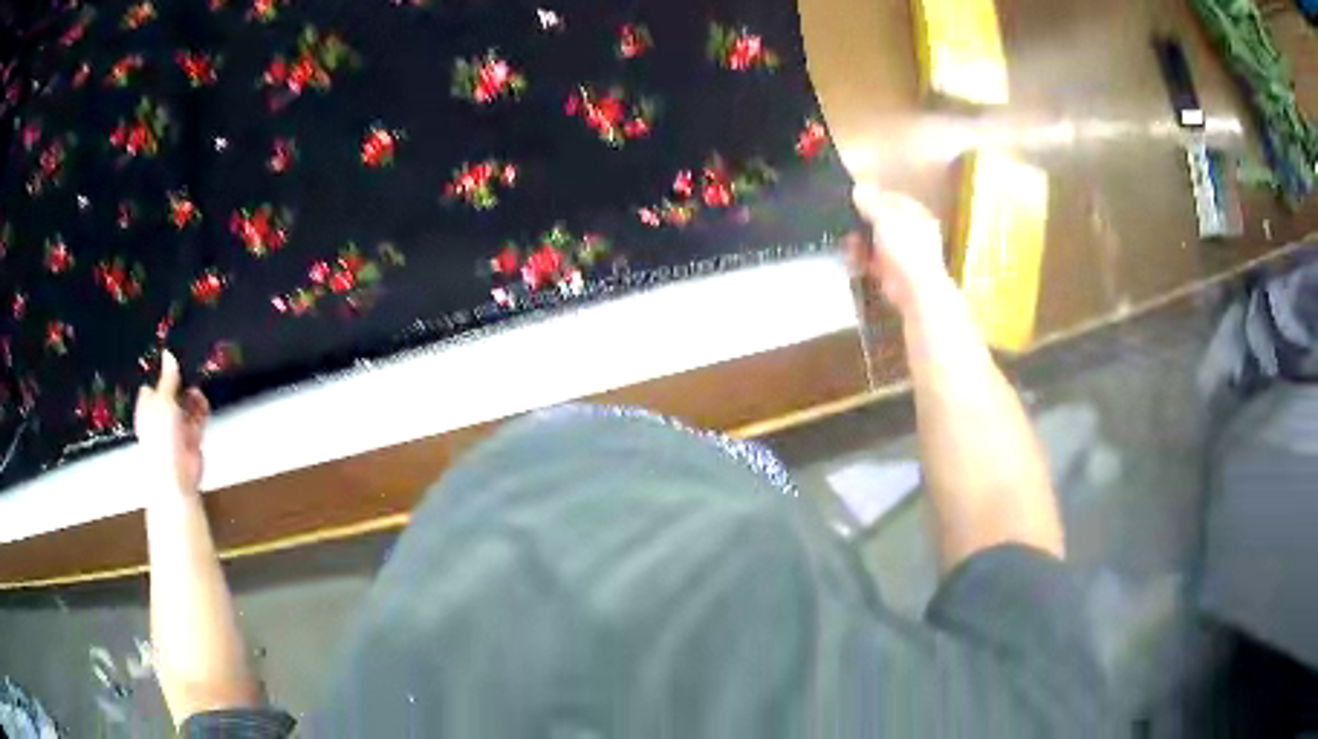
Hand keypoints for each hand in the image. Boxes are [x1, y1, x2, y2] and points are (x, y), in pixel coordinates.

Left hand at [135, 350, 210, 495]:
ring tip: (196, 389)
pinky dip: (201, 408)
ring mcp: (177, 427)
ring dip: (192, 395)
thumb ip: (168, 377)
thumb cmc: (161, 437)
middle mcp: (161, 415)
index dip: (160, 372)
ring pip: (186, 403)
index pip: (152, 384)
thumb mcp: (163, 400)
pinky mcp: (192, 436)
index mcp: (147, 407)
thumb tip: (168, 354)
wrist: (176, 475)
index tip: (171, 357)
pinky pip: (198, 416)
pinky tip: (202, 402)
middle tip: (188, 368)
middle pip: (171, 392)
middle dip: (179, 382)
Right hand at [846, 183, 953, 314]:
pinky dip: (860, 258)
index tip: (853, 199)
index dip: (872, 197)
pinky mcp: (890, 271)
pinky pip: (871, 259)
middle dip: (862, 220)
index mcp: (916, 214)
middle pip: (881, 220)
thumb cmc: (906, 248)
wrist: (915, 289)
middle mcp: (911, 232)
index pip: (891, 199)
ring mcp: (901, 253)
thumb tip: (857, 189)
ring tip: (845, 238)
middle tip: (845, 219)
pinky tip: (849, 255)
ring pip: (875, 240)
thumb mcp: (885, 217)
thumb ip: (870, 202)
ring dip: (859, 239)